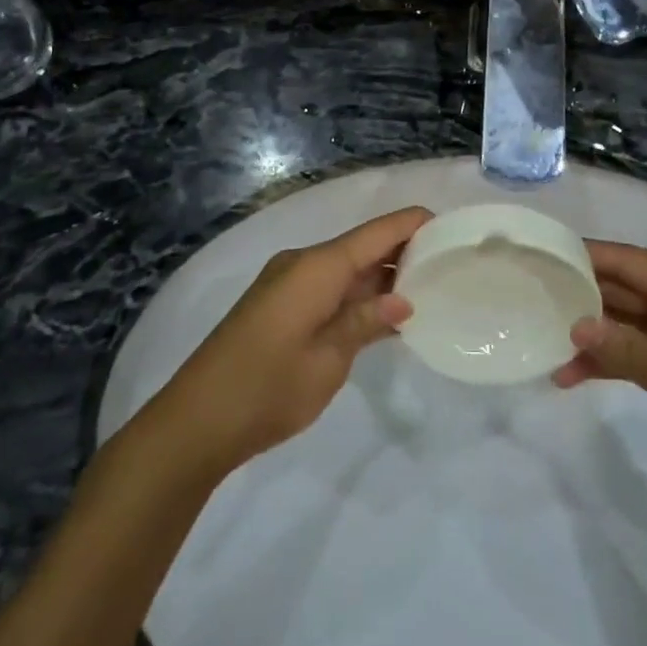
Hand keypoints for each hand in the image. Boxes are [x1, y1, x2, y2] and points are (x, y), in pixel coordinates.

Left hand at [154, 207, 430, 474]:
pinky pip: (328, 288)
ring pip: (346, 268)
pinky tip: (384, 313)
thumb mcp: (329, 359)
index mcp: (317, 267)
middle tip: (448, 263)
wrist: (196, 422)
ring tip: (428, 286)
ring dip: (380, 276)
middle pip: (362, 246)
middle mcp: (302, 264)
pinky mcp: (279, 306)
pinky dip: (356, 295)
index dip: (413, 224)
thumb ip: (366, 322)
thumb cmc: (268, 387)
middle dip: (402, 251)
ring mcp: (287, 284)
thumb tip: (403, 298)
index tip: (451, 225)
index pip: (376, 232)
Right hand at [554, 241, 646, 512]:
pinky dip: (615, 360)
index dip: (587, 256)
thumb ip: (627, 351)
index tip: (544, 255)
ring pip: (631, 322)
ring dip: (595, 334)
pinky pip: (643, 351)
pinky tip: (576, 376)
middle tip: (534, 299)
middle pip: (627, 289)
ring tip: (546, 345)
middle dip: (584, 296)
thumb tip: (575, 326)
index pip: (629, 261)